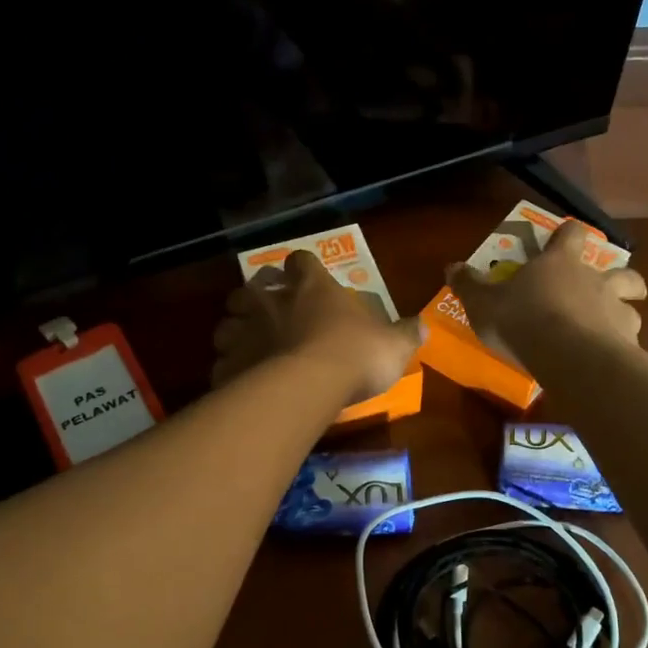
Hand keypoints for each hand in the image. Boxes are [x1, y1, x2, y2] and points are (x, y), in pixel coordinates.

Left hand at [212, 251, 420, 402]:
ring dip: (236, 333)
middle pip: (251, 289)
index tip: (306, 278)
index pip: (300, 261)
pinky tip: (243, 383)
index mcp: (311, 287)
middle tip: (269, 314)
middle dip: (256, 299)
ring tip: (250, 349)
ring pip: (227, 324)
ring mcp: (243, 331)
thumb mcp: (393, 345)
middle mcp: (270, 301)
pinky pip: (223, 363)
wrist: (307, 387)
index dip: (301, 268)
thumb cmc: (353, 354)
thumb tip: (423, 325)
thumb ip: (406, 334)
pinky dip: (231, 370)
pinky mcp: (227, 364)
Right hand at [446, 222, 646, 365]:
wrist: (568, 355)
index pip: (572, 233)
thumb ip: (469, 285)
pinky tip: (610, 359)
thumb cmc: (523, 319)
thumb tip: (451, 266)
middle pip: (622, 270)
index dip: (568, 234)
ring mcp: (616, 310)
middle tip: (608, 288)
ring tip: (609, 329)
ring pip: (632, 305)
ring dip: (623, 312)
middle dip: (621, 277)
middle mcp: (595, 279)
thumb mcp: (484, 303)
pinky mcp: (627, 341)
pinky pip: (630, 339)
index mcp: (560, 263)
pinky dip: (623, 346)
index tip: (565, 238)